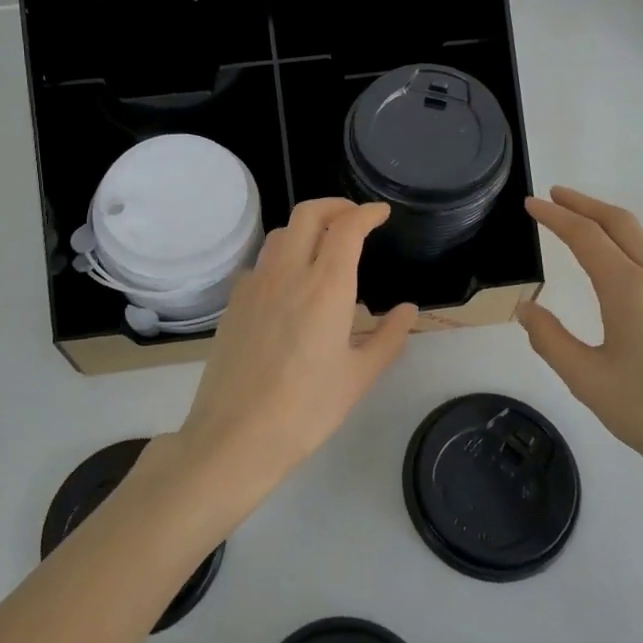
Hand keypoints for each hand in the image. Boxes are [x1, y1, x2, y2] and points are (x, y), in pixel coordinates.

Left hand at [174, 198, 416, 506]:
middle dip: (335, 206)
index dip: (366, 212)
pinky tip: (291, 284)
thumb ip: (388, 338)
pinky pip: (262, 262)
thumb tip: (408, 310)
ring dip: (306, 227)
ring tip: (324, 247)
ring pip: (281, 234)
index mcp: (325, 287)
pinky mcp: (234, 302)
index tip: (381, 214)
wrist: (235, 435)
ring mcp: (255, 285)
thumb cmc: (306, 409)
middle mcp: (287, 273)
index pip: (346, 227)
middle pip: (308, 214)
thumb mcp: (359, 377)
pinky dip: (282, 255)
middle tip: (355, 219)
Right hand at [518, 187, 642, 502]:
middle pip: (620, 222)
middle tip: (554, 196)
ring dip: (609, 222)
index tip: (531, 203)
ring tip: (582, 223)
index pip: (585, 236)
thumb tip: (527, 309)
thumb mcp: (588, 382)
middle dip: (584, 203)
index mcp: (630, 290)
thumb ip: (550, 340)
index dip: (554, 216)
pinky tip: (620, 264)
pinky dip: (630, 244)